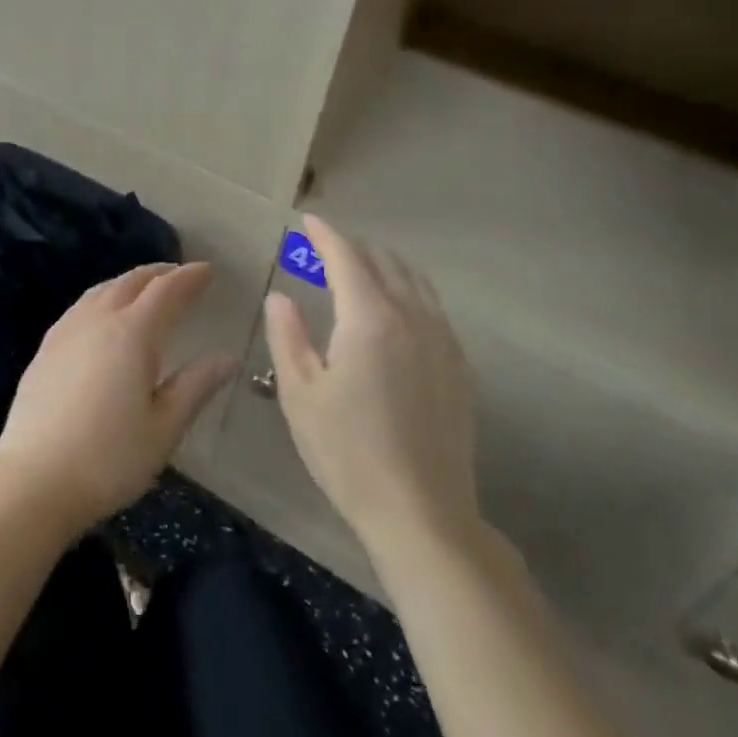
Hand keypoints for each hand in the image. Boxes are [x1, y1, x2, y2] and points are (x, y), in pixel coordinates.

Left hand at [0, 262, 236, 537]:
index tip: (208, 270)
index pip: (167, 291)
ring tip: (146, 288)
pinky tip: (103, 314)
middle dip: (160, 273)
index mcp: (133, 333)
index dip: (190, 277)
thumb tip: (226, 358)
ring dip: (129, 282)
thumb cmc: (109, 459)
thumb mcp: (164, 428)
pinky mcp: (46, 347)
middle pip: (132, 281)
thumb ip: (195, 386)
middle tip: (181, 275)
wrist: (33, 480)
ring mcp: (67, 330)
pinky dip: (104, 297)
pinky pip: (82, 306)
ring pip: (103, 289)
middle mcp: (98, 319)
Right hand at [265, 216, 484, 560]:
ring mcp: (442, 340)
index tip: (307, 221)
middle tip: (324, 249)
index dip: (325, 235)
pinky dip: (409, 290)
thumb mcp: (300, 394)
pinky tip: (396, 309)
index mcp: (369, 319)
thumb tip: (279, 297)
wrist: (423, 514)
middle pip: (383, 262)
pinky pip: (433, 307)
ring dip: (384, 265)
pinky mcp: (458, 366)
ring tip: (359, 270)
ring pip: (414, 280)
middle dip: (352, 248)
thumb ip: (287, 336)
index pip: (346, 258)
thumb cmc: (349, 453)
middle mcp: (412, 317)